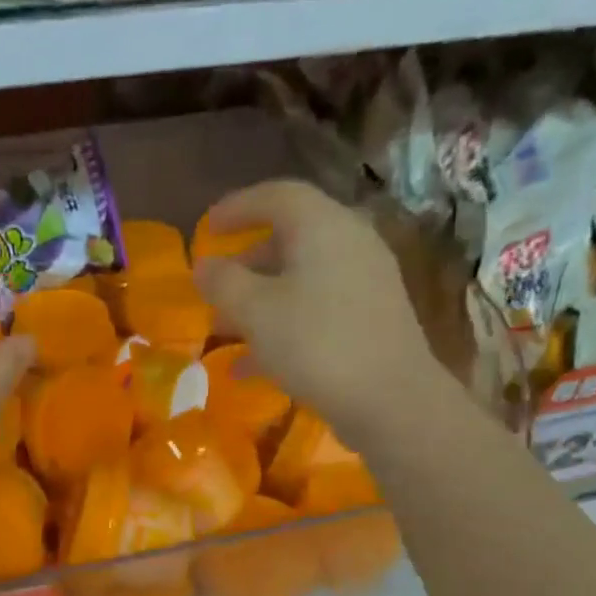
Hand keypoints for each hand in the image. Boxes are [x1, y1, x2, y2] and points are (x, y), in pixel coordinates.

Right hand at [192, 180, 443, 447]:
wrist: (391, 400)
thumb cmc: (315, 344)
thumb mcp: (254, 312)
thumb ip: (223, 283)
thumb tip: (204, 265)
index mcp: (322, 226)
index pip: (276, 195)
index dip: (237, 207)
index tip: (207, 227)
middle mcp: (350, 242)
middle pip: (291, 237)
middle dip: (246, 262)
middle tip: (216, 284)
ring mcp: (366, 282)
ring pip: (302, 278)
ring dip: (261, 298)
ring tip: (226, 329)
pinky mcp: (372, 319)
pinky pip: (318, 308)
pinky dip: (284, 324)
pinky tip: (253, 365)